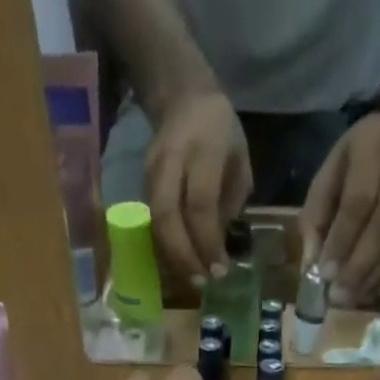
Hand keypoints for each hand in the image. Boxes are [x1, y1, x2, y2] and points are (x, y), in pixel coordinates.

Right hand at [145, 91, 252, 287]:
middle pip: (167, 215)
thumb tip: (216, 248)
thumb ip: (230, 203)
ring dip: (171, 255)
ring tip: (190, 278)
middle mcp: (172, 159)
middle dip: (184, 255)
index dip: (208, 242)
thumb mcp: (239, 162)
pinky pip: (150, 221)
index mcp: (203, 149)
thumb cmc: (221, 135)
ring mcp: (151, 170)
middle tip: (201, 281)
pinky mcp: (141, 182)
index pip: (200, 204)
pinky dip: (163, 246)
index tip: (219, 270)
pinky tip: (178, 263)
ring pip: (155, 221)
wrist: (183, 98)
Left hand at [301, 113, 379, 307]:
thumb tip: (312, 270)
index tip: (327, 274)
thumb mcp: (325, 182)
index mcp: (370, 150)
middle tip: (341, 296)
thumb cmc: (350, 167)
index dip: (342, 242)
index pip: (358, 203)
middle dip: (360, 266)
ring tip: (356, 297)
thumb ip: (315, 223)